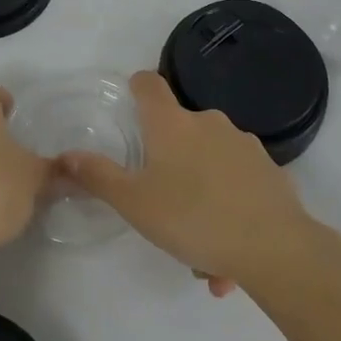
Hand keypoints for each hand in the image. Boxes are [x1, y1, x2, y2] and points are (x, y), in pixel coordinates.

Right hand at [60, 70, 312, 296]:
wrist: (275, 247)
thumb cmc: (193, 217)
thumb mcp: (134, 203)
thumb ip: (98, 177)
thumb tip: (66, 155)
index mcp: (172, 124)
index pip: (149, 84)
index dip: (136, 87)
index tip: (130, 101)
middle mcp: (209, 122)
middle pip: (180, 129)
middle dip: (170, 165)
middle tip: (163, 210)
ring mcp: (244, 144)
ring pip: (211, 164)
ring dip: (201, 195)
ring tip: (201, 252)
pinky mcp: (270, 171)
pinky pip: (239, 185)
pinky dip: (230, 210)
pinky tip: (228, 256)